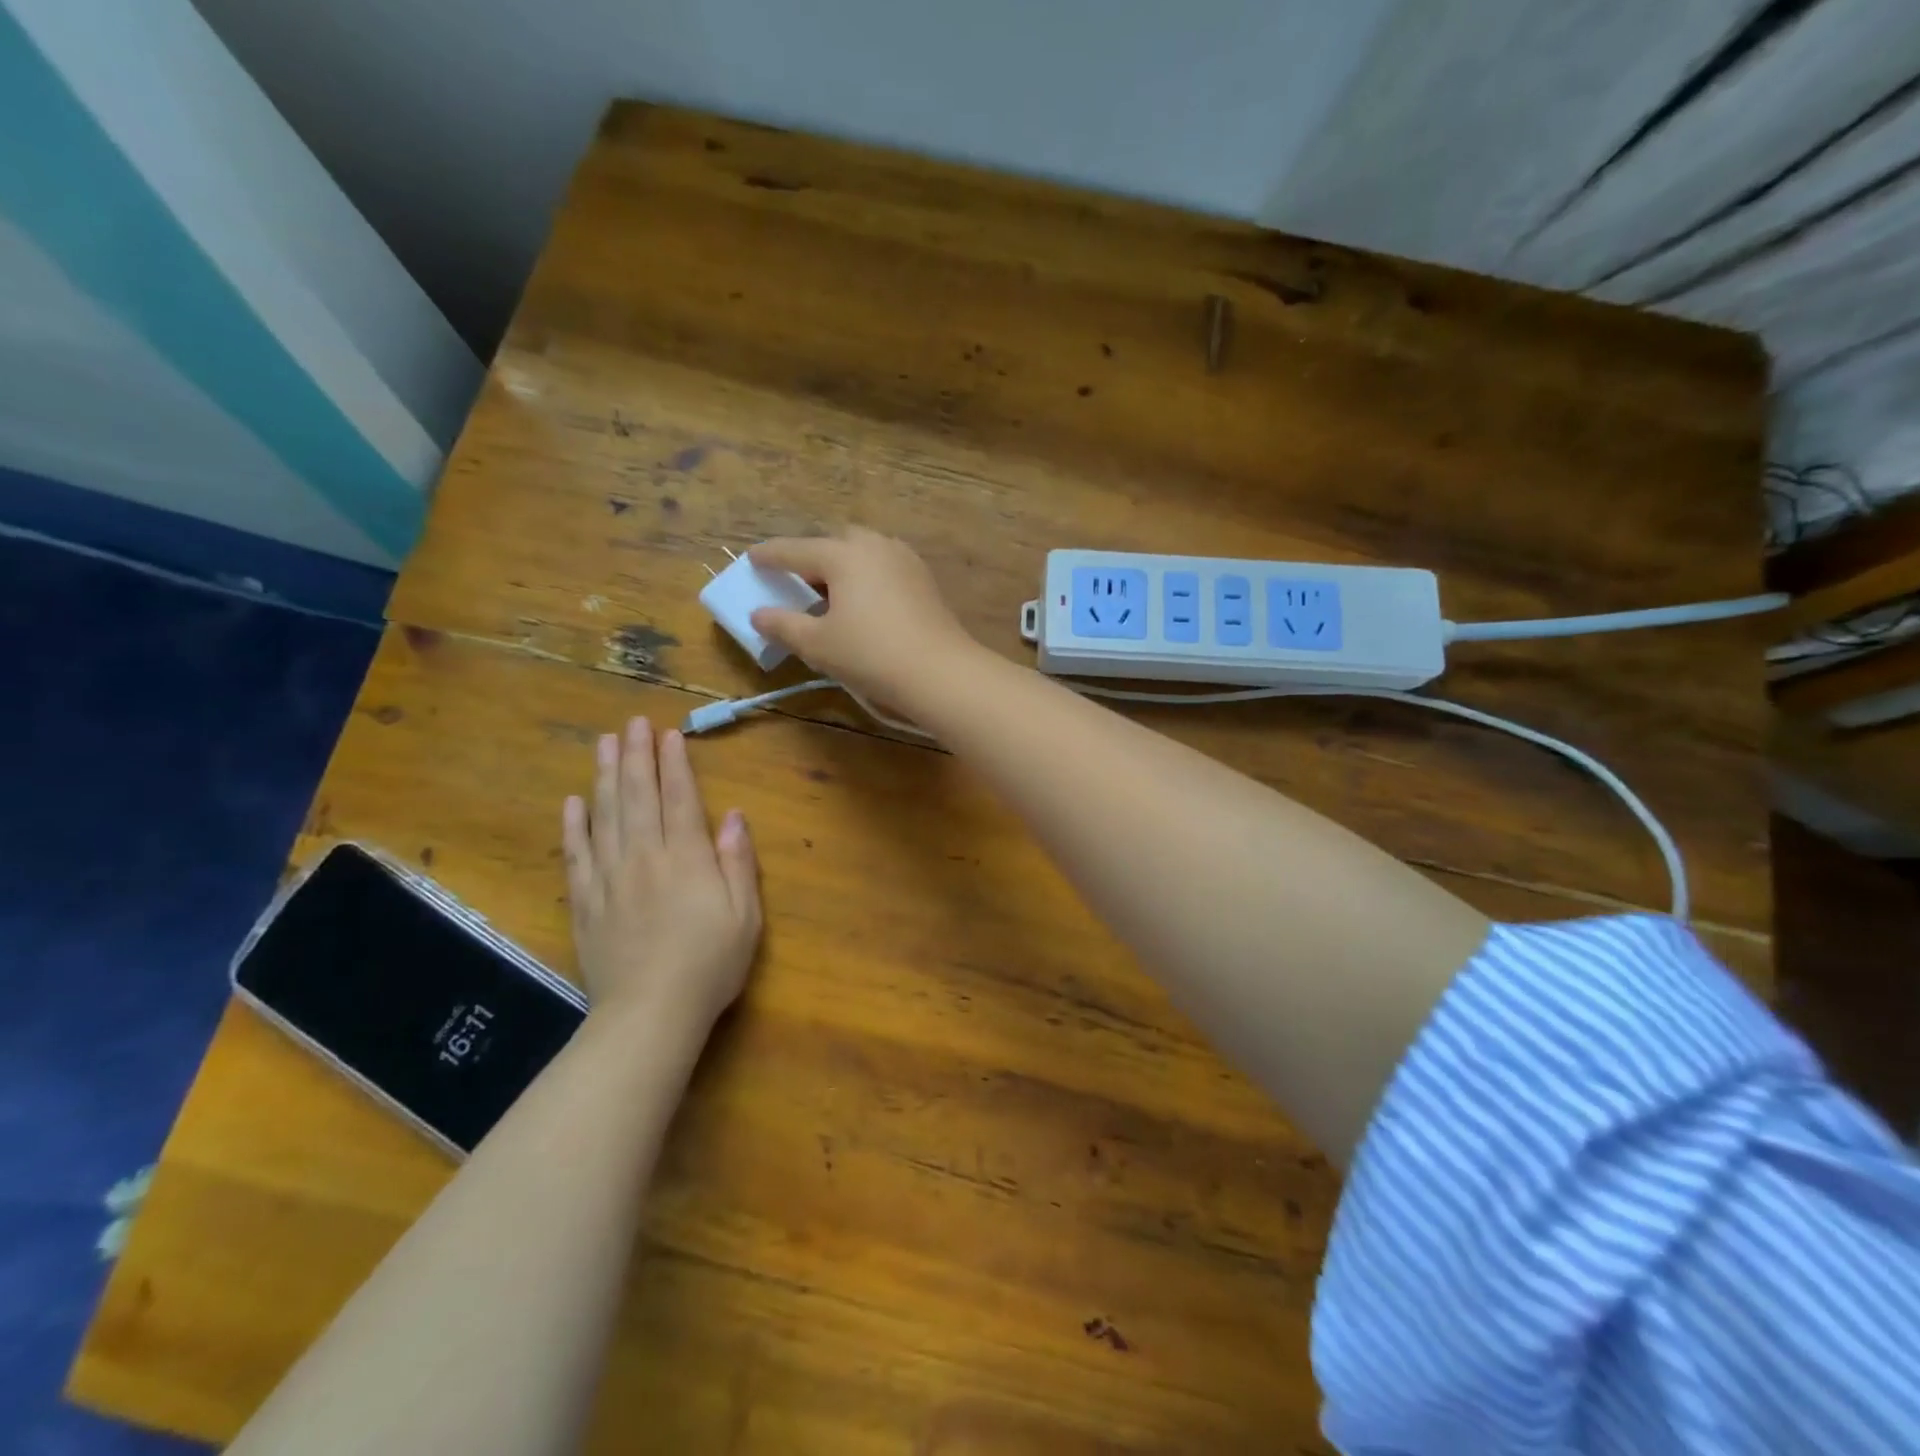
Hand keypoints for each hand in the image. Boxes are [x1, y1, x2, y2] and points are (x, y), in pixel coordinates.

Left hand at [561, 718, 761, 1039]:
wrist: (649, 1014)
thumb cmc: (709, 965)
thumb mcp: (745, 915)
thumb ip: (738, 861)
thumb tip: (733, 815)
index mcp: (686, 859)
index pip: (678, 799)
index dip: (674, 764)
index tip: (669, 735)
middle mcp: (644, 858)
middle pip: (637, 797)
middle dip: (636, 756)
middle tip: (631, 723)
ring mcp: (609, 879)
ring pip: (604, 816)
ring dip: (605, 776)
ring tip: (604, 744)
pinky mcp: (586, 903)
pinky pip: (576, 856)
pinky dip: (574, 826)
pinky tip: (573, 803)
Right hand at [749, 528, 979, 709]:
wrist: (940, 672)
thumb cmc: (871, 655)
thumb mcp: (818, 645)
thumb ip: (783, 625)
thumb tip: (759, 614)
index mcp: (843, 554)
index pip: (795, 549)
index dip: (770, 556)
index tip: (752, 559)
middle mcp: (874, 546)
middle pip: (833, 542)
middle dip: (811, 557)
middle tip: (796, 580)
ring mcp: (904, 559)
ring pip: (863, 552)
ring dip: (842, 565)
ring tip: (830, 593)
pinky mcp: (924, 579)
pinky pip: (884, 567)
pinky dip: (866, 576)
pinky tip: (864, 603)